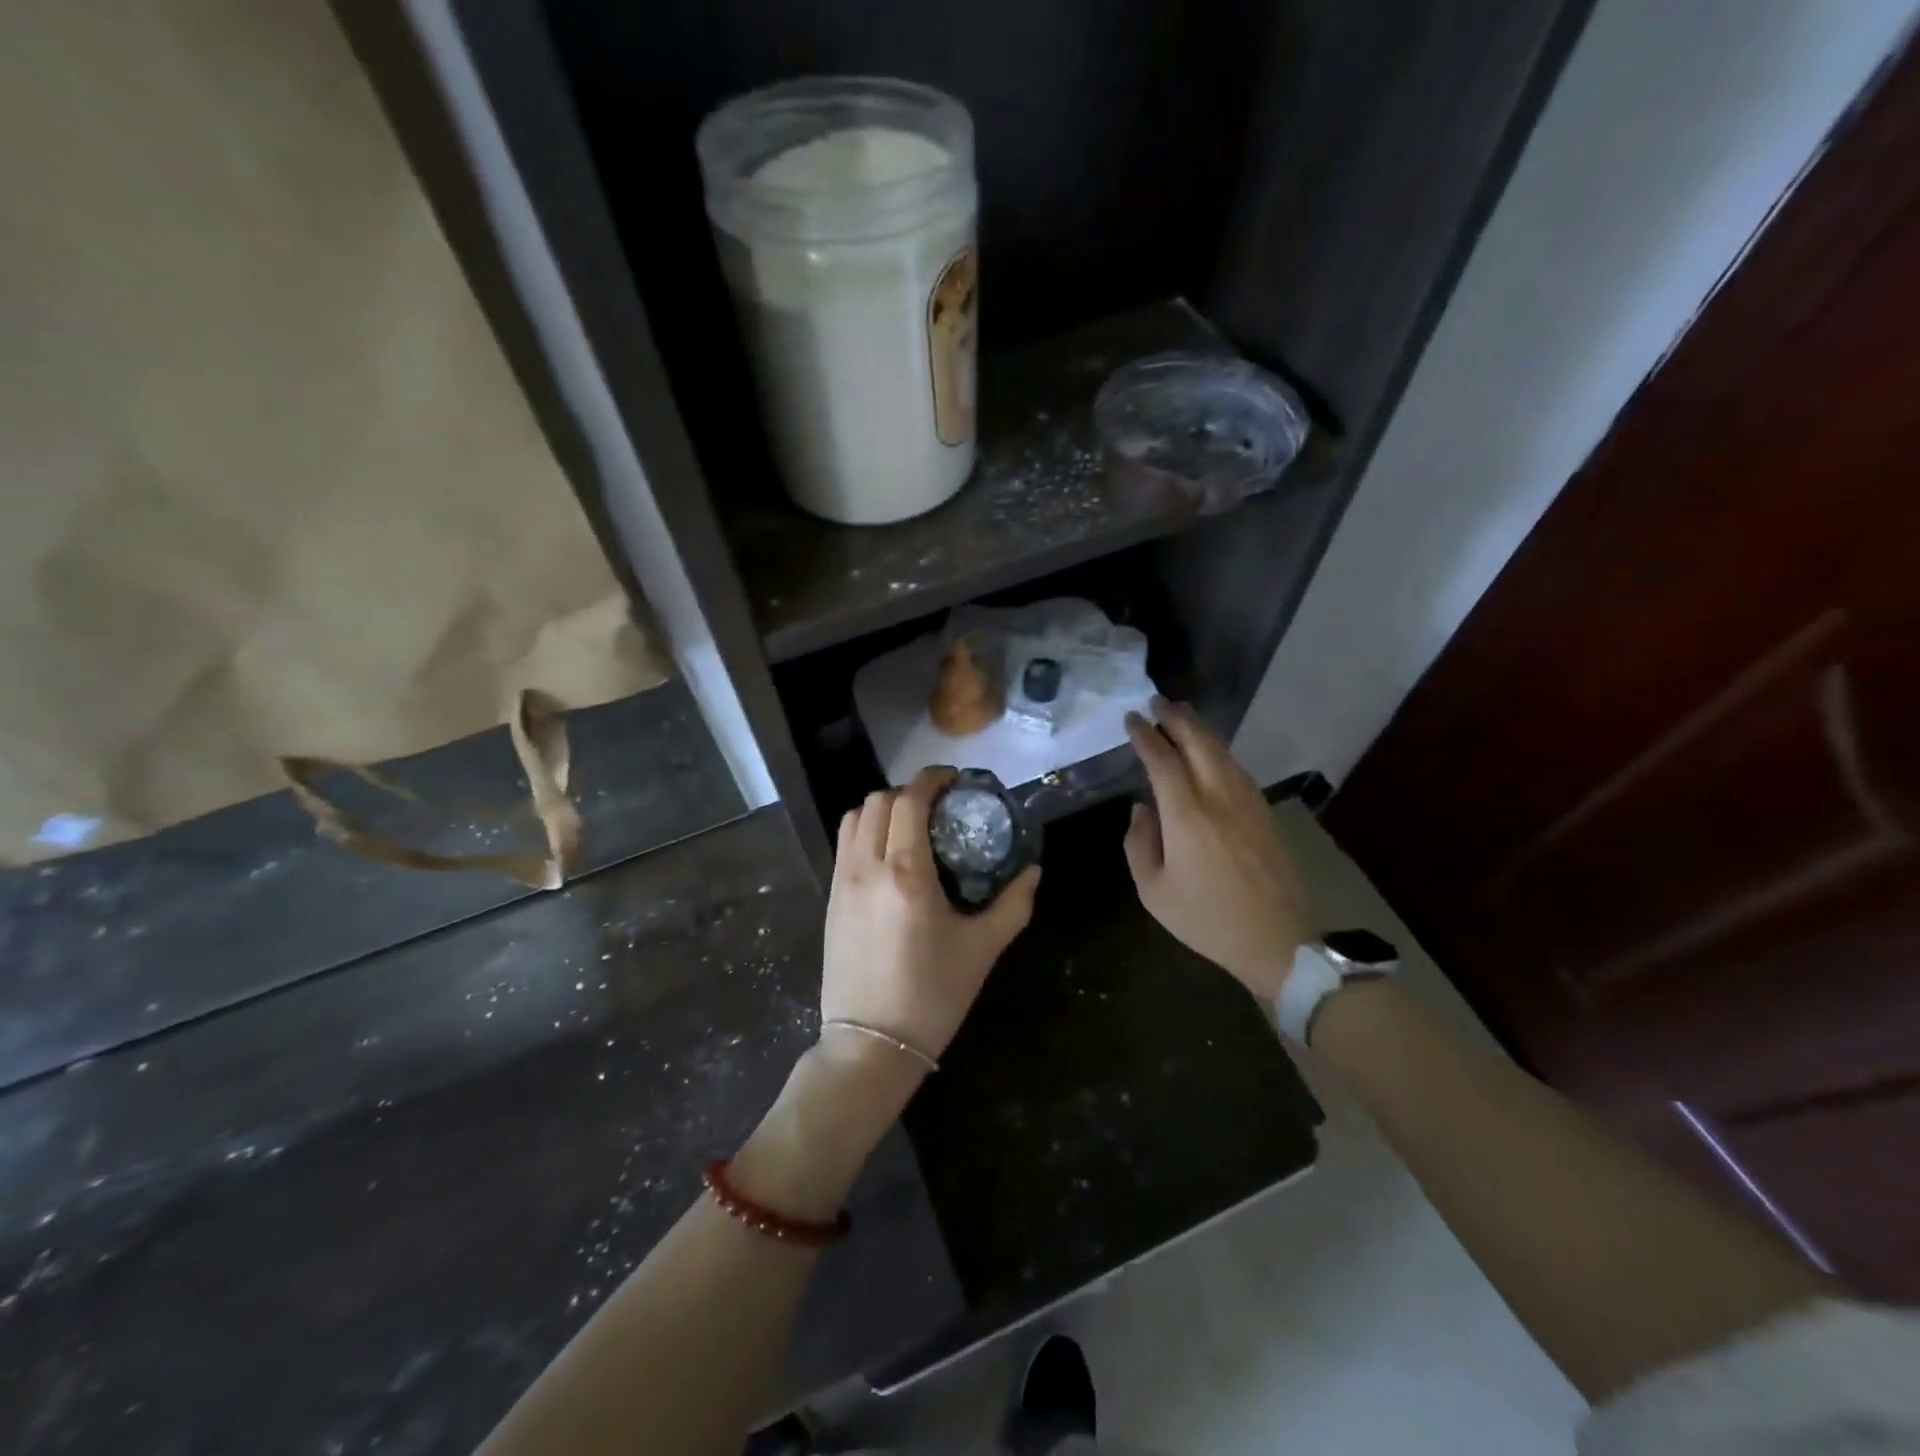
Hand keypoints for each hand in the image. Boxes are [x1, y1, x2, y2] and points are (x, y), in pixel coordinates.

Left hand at [820, 767, 1041, 1062]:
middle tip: (938, 808)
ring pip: (854, 819)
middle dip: (908, 793)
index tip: (954, 780)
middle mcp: (867, 868)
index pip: (910, 801)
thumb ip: (1013, 904)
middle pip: (878, 801)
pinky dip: (865, 832)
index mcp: (906, 874)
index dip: (932, 779)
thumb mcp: (983, 950)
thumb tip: (1033, 870)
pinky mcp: (829, 900)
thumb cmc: (933, 996)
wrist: (870, 1045)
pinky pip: (844, 845)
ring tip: (910, 828)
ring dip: (882, 810)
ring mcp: (841, 883)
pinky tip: (889, 857)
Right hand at [1123, 698, 1313, 1000]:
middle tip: (1156, 702)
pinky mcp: (1264, 813)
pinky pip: (1236, 768)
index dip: (1145, 735)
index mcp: (1187, 815)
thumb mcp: (1154, 892)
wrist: (1278, 940)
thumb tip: (1142, 809)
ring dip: (1199, 729)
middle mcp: (1219, 797)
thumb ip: (1139, 844)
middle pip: (1198, 742)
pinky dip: (1217, 750)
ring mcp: (1247, 802)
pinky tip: (1209, 752)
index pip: (1163, 760)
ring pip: (1222, 751)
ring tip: (1181, 717)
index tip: (1131, 719)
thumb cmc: (1207, 919)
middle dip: (1176, 717)